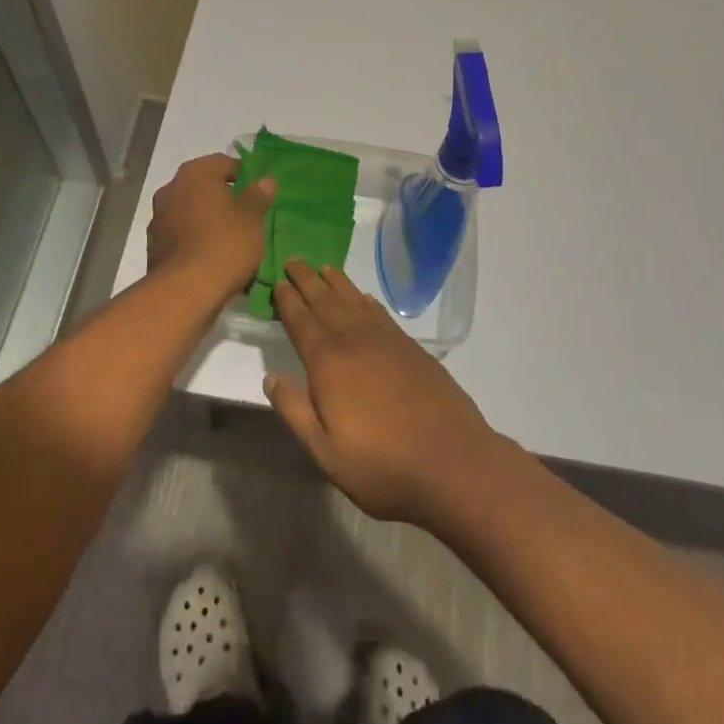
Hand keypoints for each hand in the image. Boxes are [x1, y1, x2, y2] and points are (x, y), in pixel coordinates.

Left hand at [146, 153, 275, 299]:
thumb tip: (264, 180)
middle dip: (223, 198)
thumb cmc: (224, 244)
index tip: (258, 191)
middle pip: (203, 187)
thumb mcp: (252, 218)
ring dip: (208, 220)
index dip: (243, 174)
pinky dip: (195, 240)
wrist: (185, 291)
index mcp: (195, 174)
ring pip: (191, 212)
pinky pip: (182, 235)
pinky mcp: (154, 246)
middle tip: (246, 215)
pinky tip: (212, 257)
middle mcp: (171, 189)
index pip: (223, 163)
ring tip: (230, 239)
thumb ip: (257, 195)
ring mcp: (158, 218)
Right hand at [265, 260, 503, 527]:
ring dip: (336, 282)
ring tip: (323, 268)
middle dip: (307, 280)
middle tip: (293, 259)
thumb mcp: (325, 451)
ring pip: (354, 300)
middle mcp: (355, 340)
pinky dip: (365, 299)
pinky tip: (362, 297)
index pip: (301, 321)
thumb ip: (295, 411)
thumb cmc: (382, 464)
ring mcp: (386, 339)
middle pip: (325, 301)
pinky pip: (379, 312)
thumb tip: (271, 376)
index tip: (277, 282)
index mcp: (329, 362)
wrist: (451, 460)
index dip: (287, 301)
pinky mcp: (411, 346)